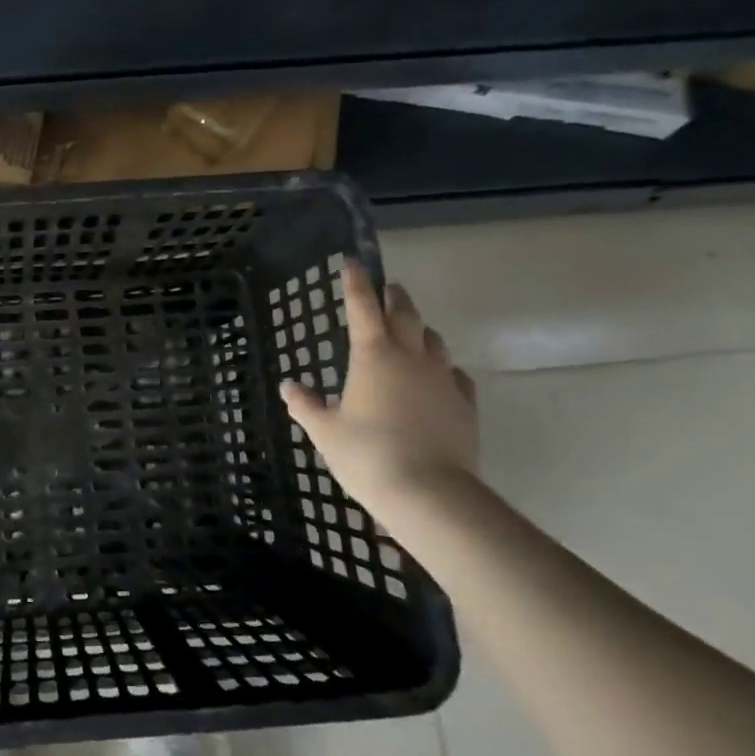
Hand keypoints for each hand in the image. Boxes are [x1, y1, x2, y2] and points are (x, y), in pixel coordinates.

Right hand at [279, 260, 478, 512]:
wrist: (430, 494)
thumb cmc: (367, 455)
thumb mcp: (325, 432)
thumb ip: (306, 406)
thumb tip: (289, 387)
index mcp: (372, 354)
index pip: (362, 305)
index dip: (356, 281)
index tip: (352, 262)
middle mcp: (410, 356)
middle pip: (405, 313)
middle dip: (394, 297)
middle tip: (386, 290)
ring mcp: (442, 379)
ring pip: (433, 339)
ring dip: (419, 329)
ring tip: (410, 331)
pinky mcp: (465, 404)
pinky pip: (455, 374)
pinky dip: (443, 367)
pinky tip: (437, 377)